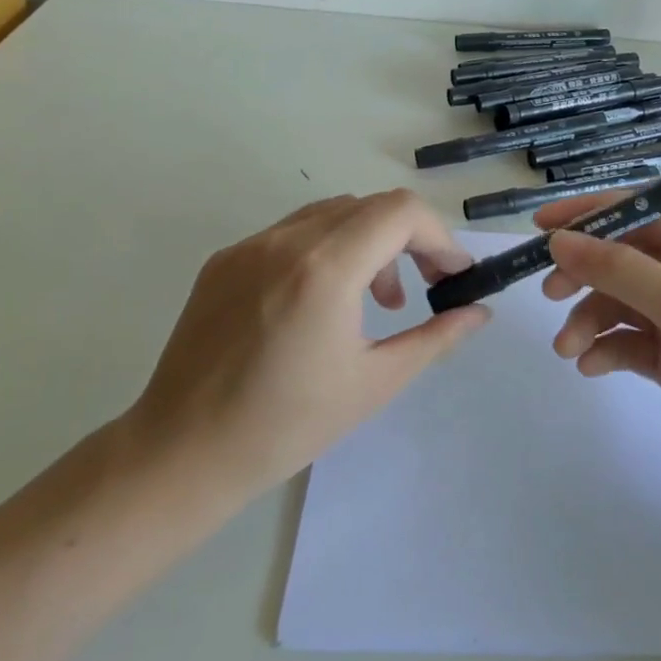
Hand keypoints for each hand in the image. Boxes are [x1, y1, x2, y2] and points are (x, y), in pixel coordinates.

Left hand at [123, 191, 489, 503]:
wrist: (180, 454)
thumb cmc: (286, 426)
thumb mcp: (375, 383)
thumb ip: (436, 337)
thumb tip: (479, 312)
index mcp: (325, 268)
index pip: (400, 211)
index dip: (438, 235)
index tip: (453, 274)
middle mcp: (286, 241)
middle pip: (370, 207)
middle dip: (408, 239)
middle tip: (422, 289)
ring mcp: (249, 245)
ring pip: (331, 214)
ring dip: (368, 242)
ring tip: (375, 300)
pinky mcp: (225, 259)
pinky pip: (292, 233)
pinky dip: (326, 250)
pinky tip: (322, 302)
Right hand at [536, 194, 660, 519]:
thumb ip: (617, 269)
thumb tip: (557, 240)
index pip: (638, 211)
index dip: (587, 215)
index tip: (539, 228)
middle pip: (622, 257)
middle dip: (584, 275)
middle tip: (549, 294)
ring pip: (618, 302)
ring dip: (589, 320)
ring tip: (568, 349)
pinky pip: (627, 341)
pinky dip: (605, 349)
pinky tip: (589, 366)